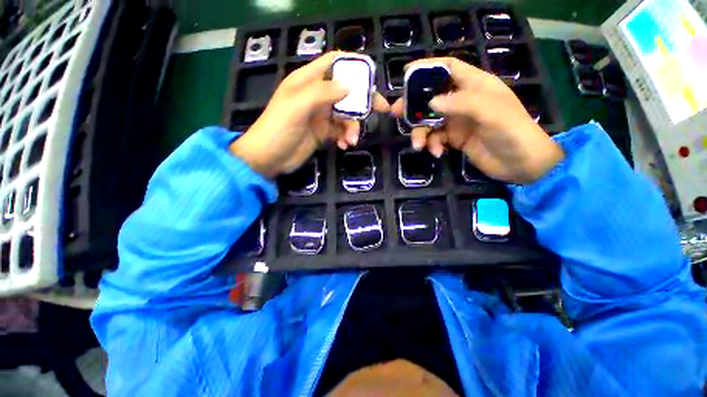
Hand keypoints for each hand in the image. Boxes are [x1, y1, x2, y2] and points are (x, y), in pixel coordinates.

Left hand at [231, 51, 389, 177]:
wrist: (269, 158)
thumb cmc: (278, 129)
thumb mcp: (298, 106)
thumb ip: (323, 93)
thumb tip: (351, 85)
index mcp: (307, 81)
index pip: (333, 63)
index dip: (352, 66)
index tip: (371, 77)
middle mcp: (316, 96)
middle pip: (346, 91)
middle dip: (363, 101)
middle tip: (381, 110)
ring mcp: (320, 115)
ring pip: (346, 115)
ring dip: (352, 127)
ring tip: (351, 141)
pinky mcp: (323, 132)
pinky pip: (340, 131)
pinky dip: (345, 137)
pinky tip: (344, 145)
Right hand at [391, 58, 563, 183]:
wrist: (520, 164)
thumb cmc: (511, 131)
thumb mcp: (490, 112)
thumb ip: (460, 103)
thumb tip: (430, 102)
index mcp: (475, 85)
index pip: (448, 68)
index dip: (427, 68)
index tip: (405, 74)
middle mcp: (463, 101)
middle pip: (432, 97)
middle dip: (414, 105)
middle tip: (396, 113)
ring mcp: (457, 121)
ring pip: (430, 121)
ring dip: (421, 133)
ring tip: (419, 146)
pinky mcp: (454, 139)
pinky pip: (435, 138)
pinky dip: (432, 145)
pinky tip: (438, 153)